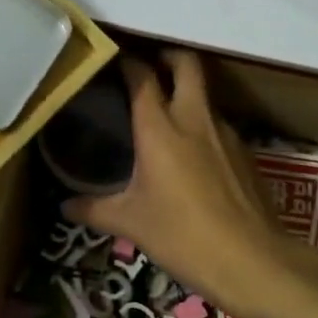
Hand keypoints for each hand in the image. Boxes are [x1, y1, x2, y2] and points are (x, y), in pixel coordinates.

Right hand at [64, 51, 300, 317]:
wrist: (252, 260)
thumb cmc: (182, 236)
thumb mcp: (131, 224)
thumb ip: (95, 209)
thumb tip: (65, 205)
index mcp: (160, 128)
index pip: (142, 76)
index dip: (128, 62)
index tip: (115, 61)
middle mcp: (194, 119)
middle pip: (186, 64)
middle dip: (168, 56)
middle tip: (150, 67)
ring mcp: (225, 133)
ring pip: (205, 95)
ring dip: (187, 94)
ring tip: (168, 116)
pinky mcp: (246, 152)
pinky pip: (219, 125)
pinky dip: (203, 127)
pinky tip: (194, 155)